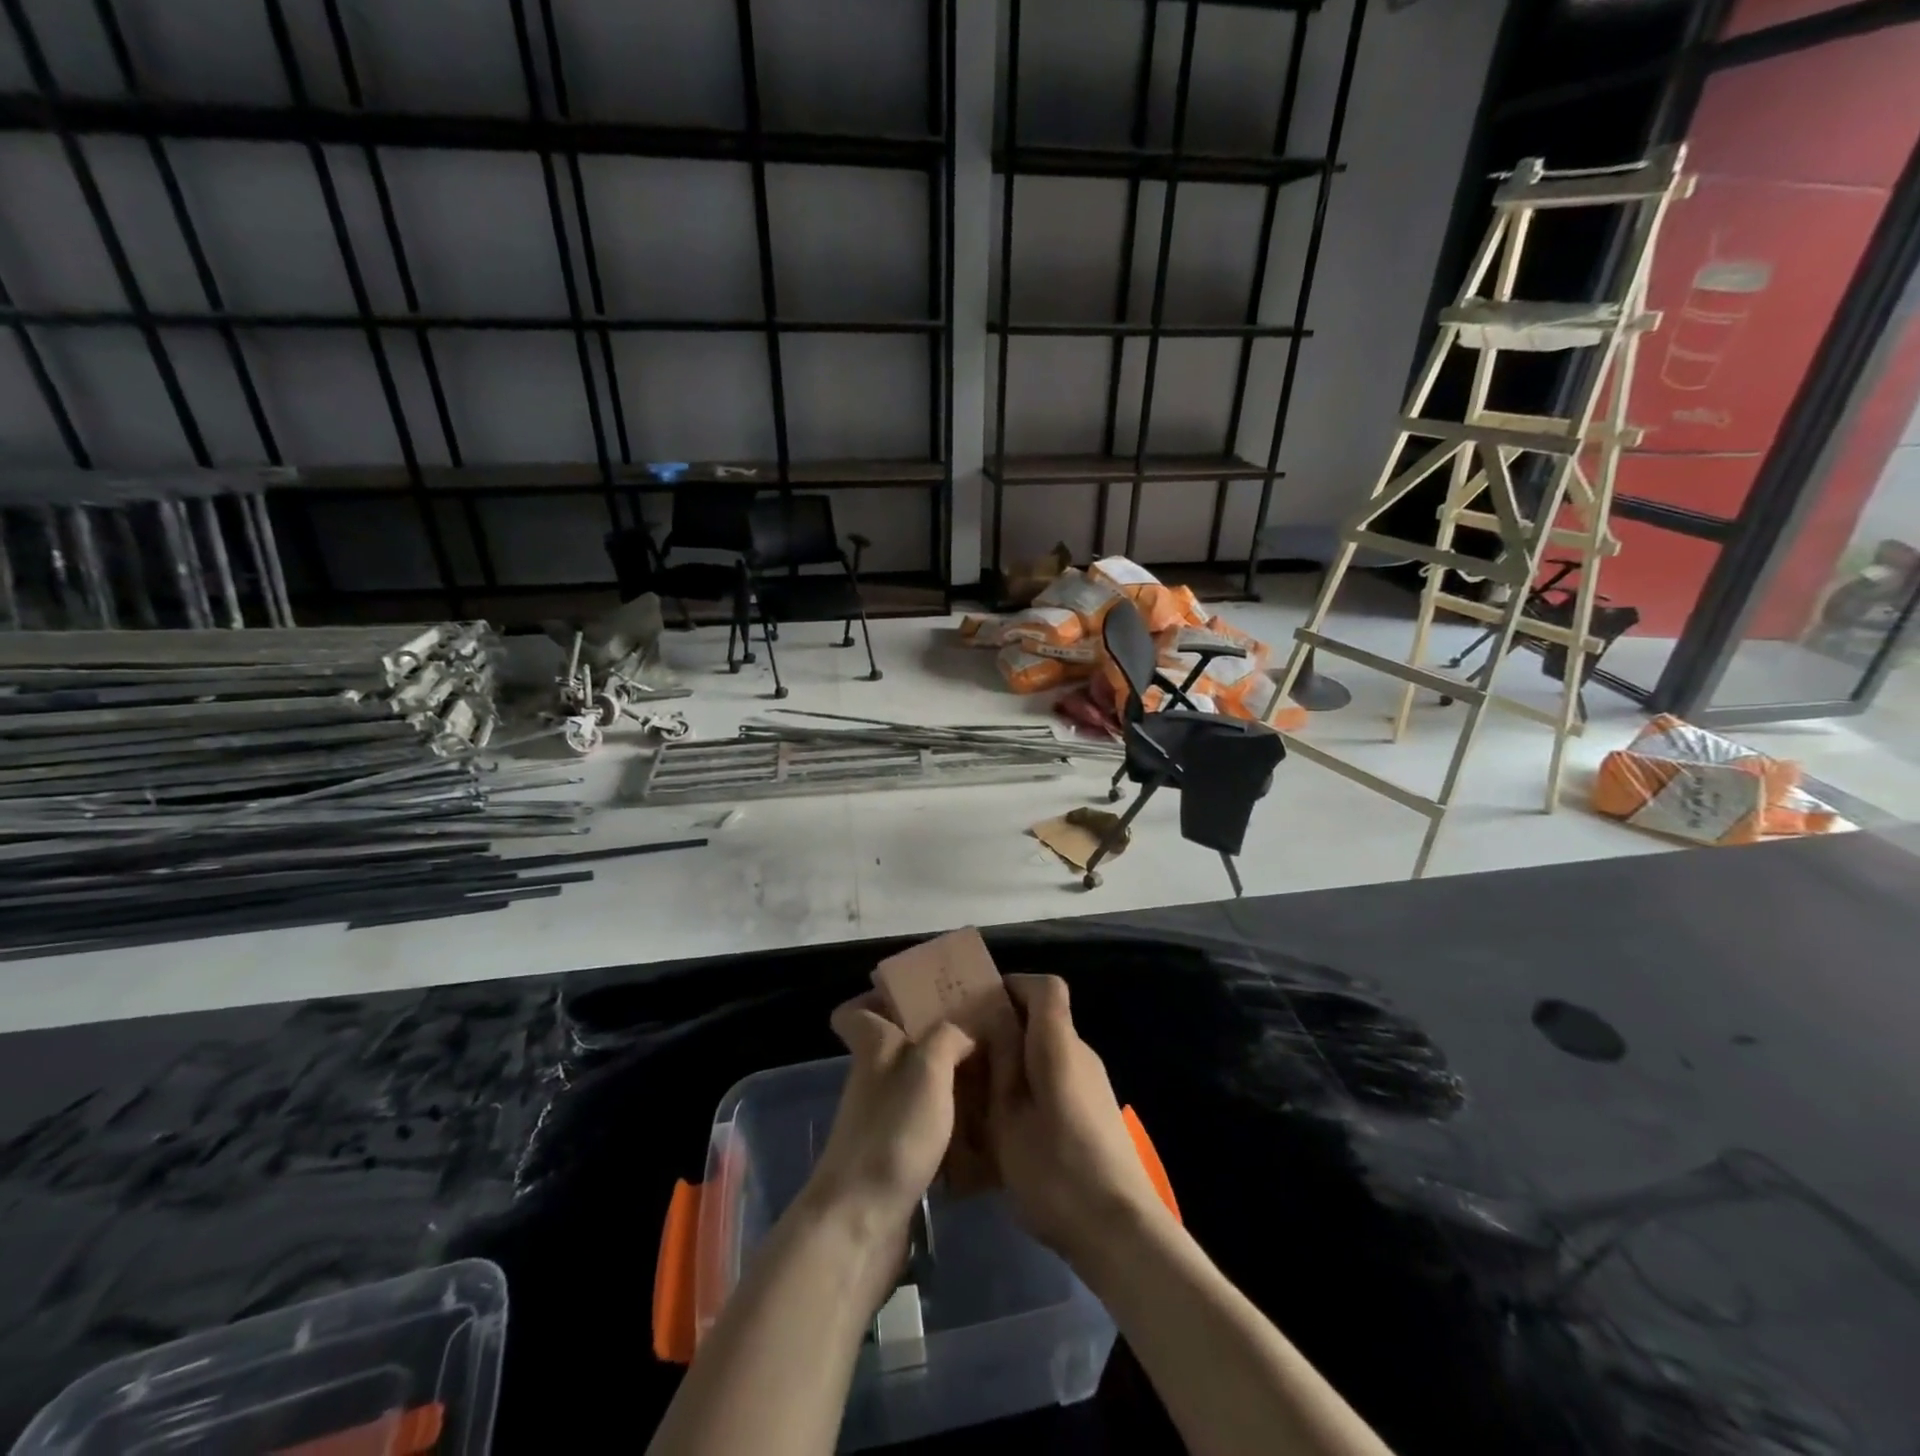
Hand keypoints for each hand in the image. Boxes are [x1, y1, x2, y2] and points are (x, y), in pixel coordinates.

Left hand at [801, 992, 974, 1244]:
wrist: (862, 1220)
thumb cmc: (893, 1130)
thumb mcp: (928, 1067)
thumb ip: (950, 1036)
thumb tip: (970, 1029)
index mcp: (873, 1046)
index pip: (854, 1010)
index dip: (877, 997)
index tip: (916, 994)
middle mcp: (872, 1077)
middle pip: (894, 1043)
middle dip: (931, 1034)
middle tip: (978, 1030)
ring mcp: (881, 1118)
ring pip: (913, 1082)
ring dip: (945, 1076)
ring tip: (990, 1071)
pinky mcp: (895, 1155)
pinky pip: (924, 1121)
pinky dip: (948, 1118)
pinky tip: (981, 1119)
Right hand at [984, 974, 1169, 1263]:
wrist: (1120, 1231)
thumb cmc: (1055, 1171)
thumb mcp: (1009, 1119)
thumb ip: (1000, 1066)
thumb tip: (994, 1023)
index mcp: (1059, 1045)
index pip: (1046, 987)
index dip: (1014, 985)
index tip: (981, 1003)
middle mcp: (1082, 1055)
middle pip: (1045, 1021)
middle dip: (1006, 1029)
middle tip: (967, 1056)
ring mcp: (1093, 1086)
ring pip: (1049, 1055)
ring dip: (1016, 1065)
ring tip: (981, 1098)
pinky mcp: (1097, 1114)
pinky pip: (1059, 1082)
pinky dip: (1032, 1090)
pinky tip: (1010, 1130)